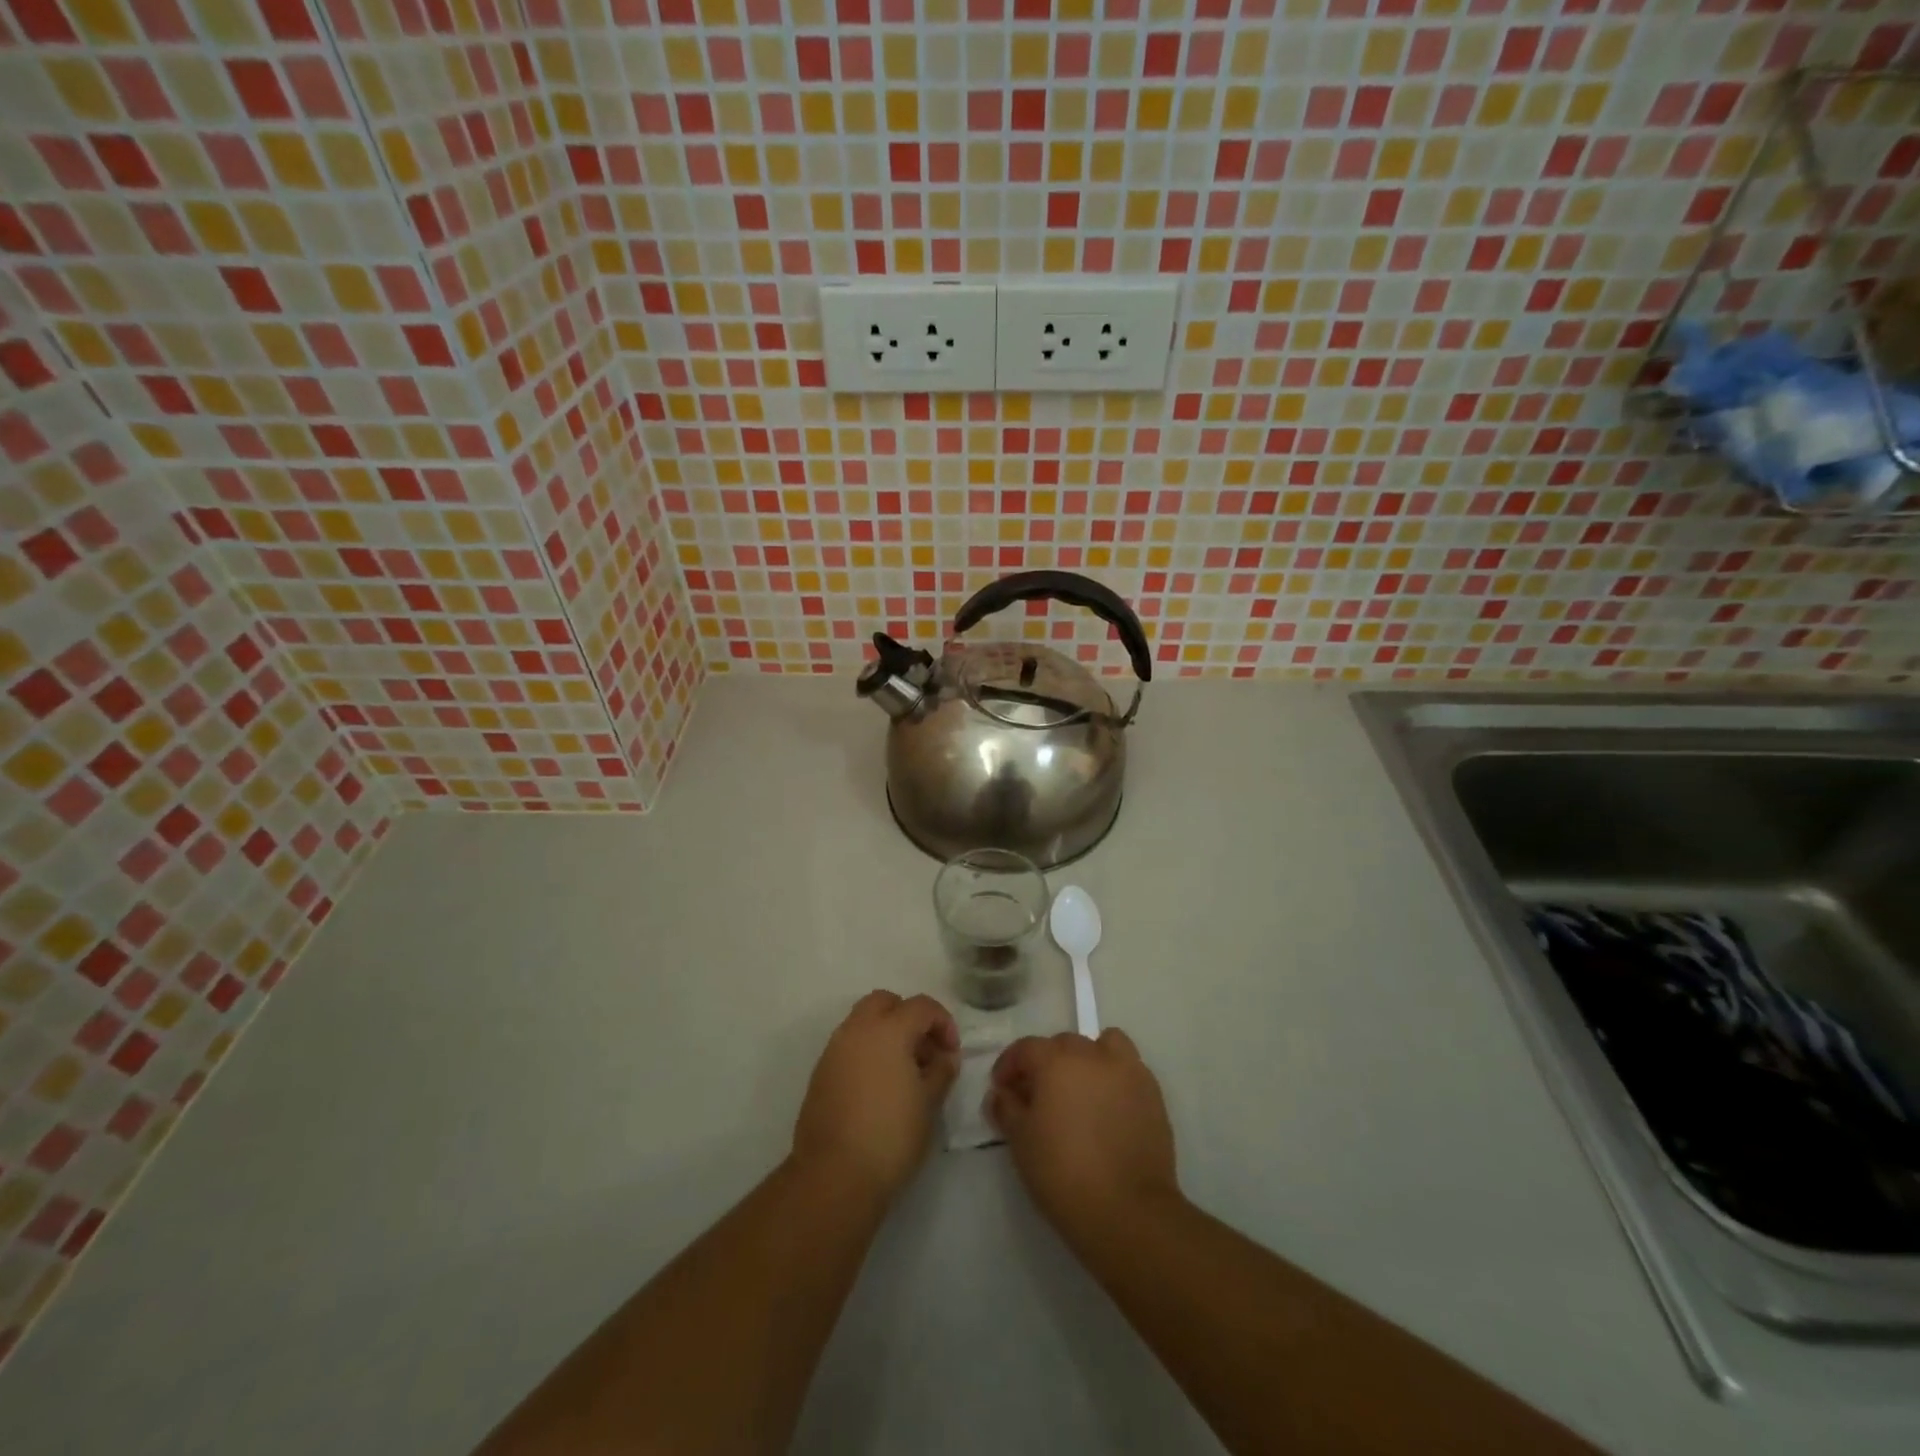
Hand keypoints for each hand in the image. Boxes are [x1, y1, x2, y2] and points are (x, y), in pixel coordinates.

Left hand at [792, 990, 960, 1205]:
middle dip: (909, 1017)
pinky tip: (879, 1086)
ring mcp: (834, 1050)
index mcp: (888, 1029)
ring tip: (904, 1071)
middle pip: (886, 1002)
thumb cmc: (891, 1135)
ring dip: (886, 1033)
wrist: (834, 1175)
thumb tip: (944, 1057)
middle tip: (924, 1050)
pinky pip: (848, 1046)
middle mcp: (857, 1029)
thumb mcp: (929, 1103)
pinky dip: (867, 1051)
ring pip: (863, 1021)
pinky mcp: (820, 1073)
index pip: (922, 1006)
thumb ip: (941, 1071)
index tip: (951, 1052)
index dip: (943, 1023)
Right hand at [988, 1028, 1179, 1240]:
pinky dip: (1115, 1078)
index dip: (1009, 1066)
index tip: (1002, 1089)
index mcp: (1056, 1060)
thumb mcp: (1021, 1142)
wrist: (1127, 1210)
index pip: (1026, 1048)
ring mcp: (1128, 1071)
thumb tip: (1001, 1094)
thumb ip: (1007, 1109)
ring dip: (1088, 1059)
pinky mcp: (1153, 1093)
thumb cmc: (1063, 1173)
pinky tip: (1108, 1109)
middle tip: (1039, 1096)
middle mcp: (1093, 1054)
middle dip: (1047, 1063)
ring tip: (1081, 1090)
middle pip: (1064, 1044)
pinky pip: (1129, 1070)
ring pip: (1104, 1046)